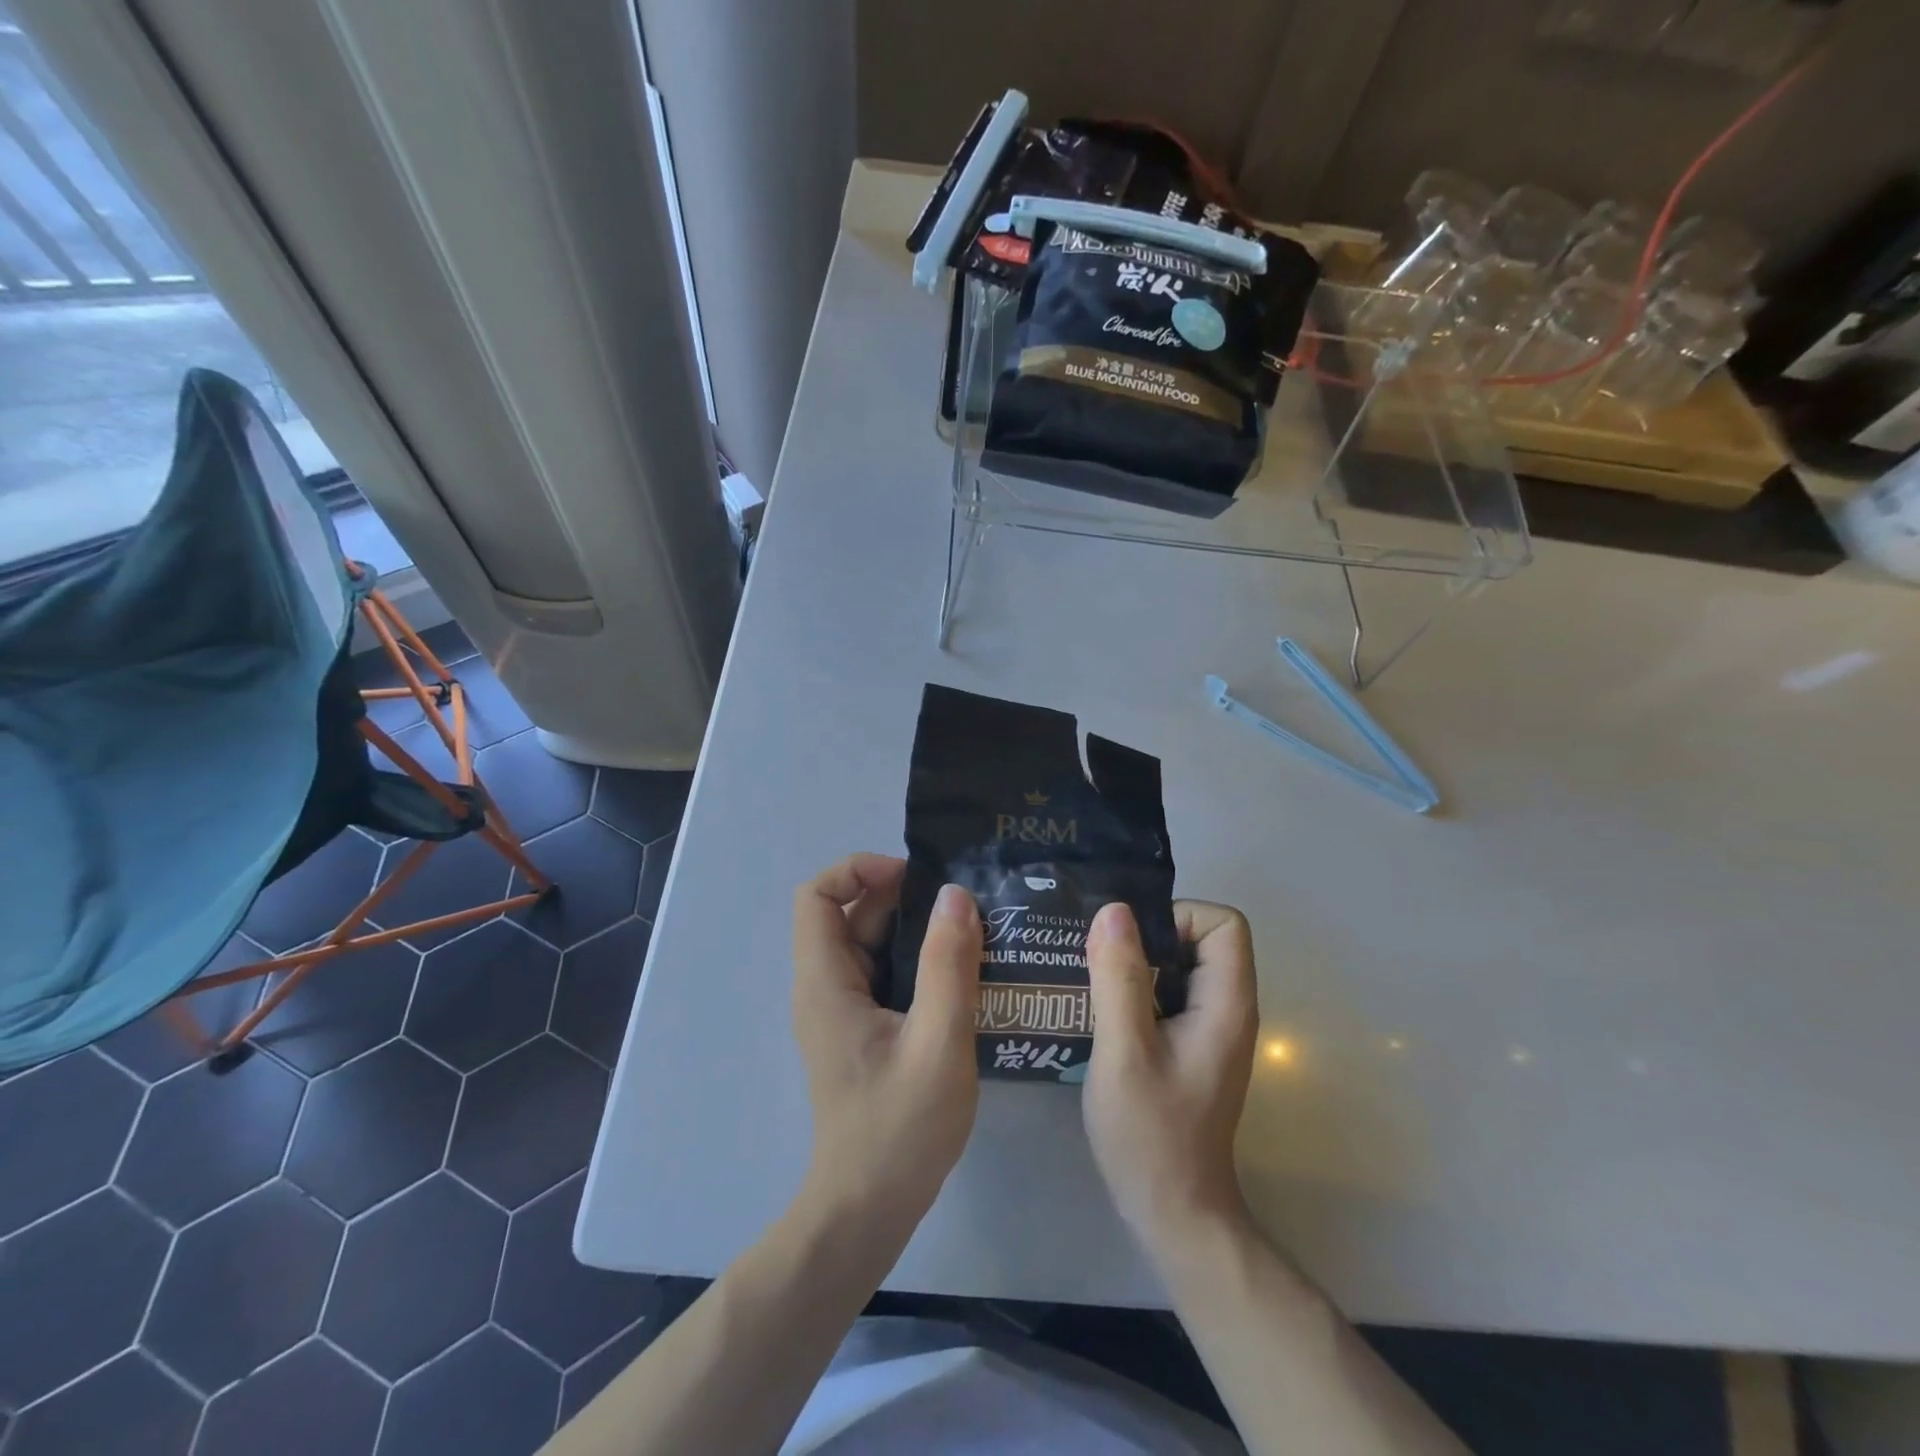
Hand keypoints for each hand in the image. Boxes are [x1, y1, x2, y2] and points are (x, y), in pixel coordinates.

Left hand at [790, 855, 982, 1241]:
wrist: (868, 1210)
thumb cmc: (899, 1129)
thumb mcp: (938, 1042)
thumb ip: (948, 965)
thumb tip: (956, 895)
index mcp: (826, 983)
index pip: (815, 895)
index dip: (857, 870)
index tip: (914, 879)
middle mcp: (825, 988)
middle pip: (850, 915)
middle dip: (902, 899)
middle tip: (962, 905)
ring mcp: (842, 1011)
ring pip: (871, 945)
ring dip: (915, 931)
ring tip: (973, 932)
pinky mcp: (862, 1031)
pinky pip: (884, 975)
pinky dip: (917, 962)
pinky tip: (963, 974)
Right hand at [1082, 901, 1258, 1254]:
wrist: (1173, 1213)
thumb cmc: (1151, 1133)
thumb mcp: (1124, 1050)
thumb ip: (1119, 977)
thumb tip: (1114, 909)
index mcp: (1226, 1003)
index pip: (1223, 922)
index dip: (1178, 918)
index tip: (1131, 944)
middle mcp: (1228, 1008)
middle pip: (1201, 938)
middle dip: (1149, 937)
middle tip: (1099, 958)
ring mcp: (1211, 1029)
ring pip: (1180, 965)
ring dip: (1137, 963)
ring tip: (1091, 979)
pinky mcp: (1191, 1045)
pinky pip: (1169, 993)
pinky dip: (1137, 989)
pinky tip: (1100, 1011)